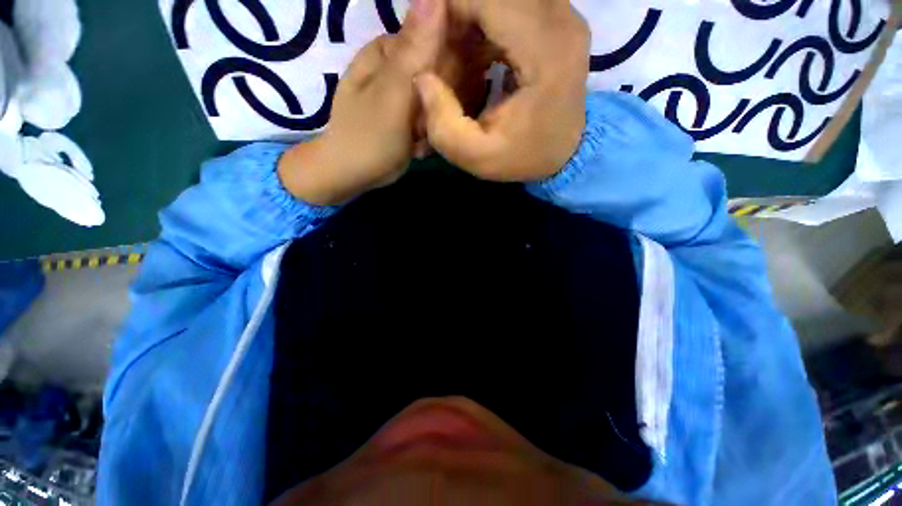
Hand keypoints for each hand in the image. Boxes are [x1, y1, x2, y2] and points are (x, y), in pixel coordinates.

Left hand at [278, 0, 444, 205]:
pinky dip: (427, 136)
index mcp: (389, 50)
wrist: (353, 173)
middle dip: (436, 109)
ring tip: (416, 141)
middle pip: (439, 77)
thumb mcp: (393, 93)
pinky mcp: (407, 117)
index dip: (446, 75)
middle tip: (421, 128)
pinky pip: (431, 120)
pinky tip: (416, 147)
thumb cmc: (369, 136)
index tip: (440, 102)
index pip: (437, 43)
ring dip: (432, 126)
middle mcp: (397, 67)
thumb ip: (414, 51)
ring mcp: (403, 95)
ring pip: (438, 102)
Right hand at [416, 0, 589, 181]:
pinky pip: (515, 4)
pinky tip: (477, 51)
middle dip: (459, 15)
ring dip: (473, 18)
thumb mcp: (476, 157)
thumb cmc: (522, 158)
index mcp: (545, 53)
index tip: (427, 39)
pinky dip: (488, 20)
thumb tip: (423, 78)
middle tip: (442, 51)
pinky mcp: (560, 20)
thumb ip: (443, 125)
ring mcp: (565, 16)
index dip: (449, 10)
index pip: (487, 0)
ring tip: (457, 54)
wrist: (564, 155)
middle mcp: (561, 21)